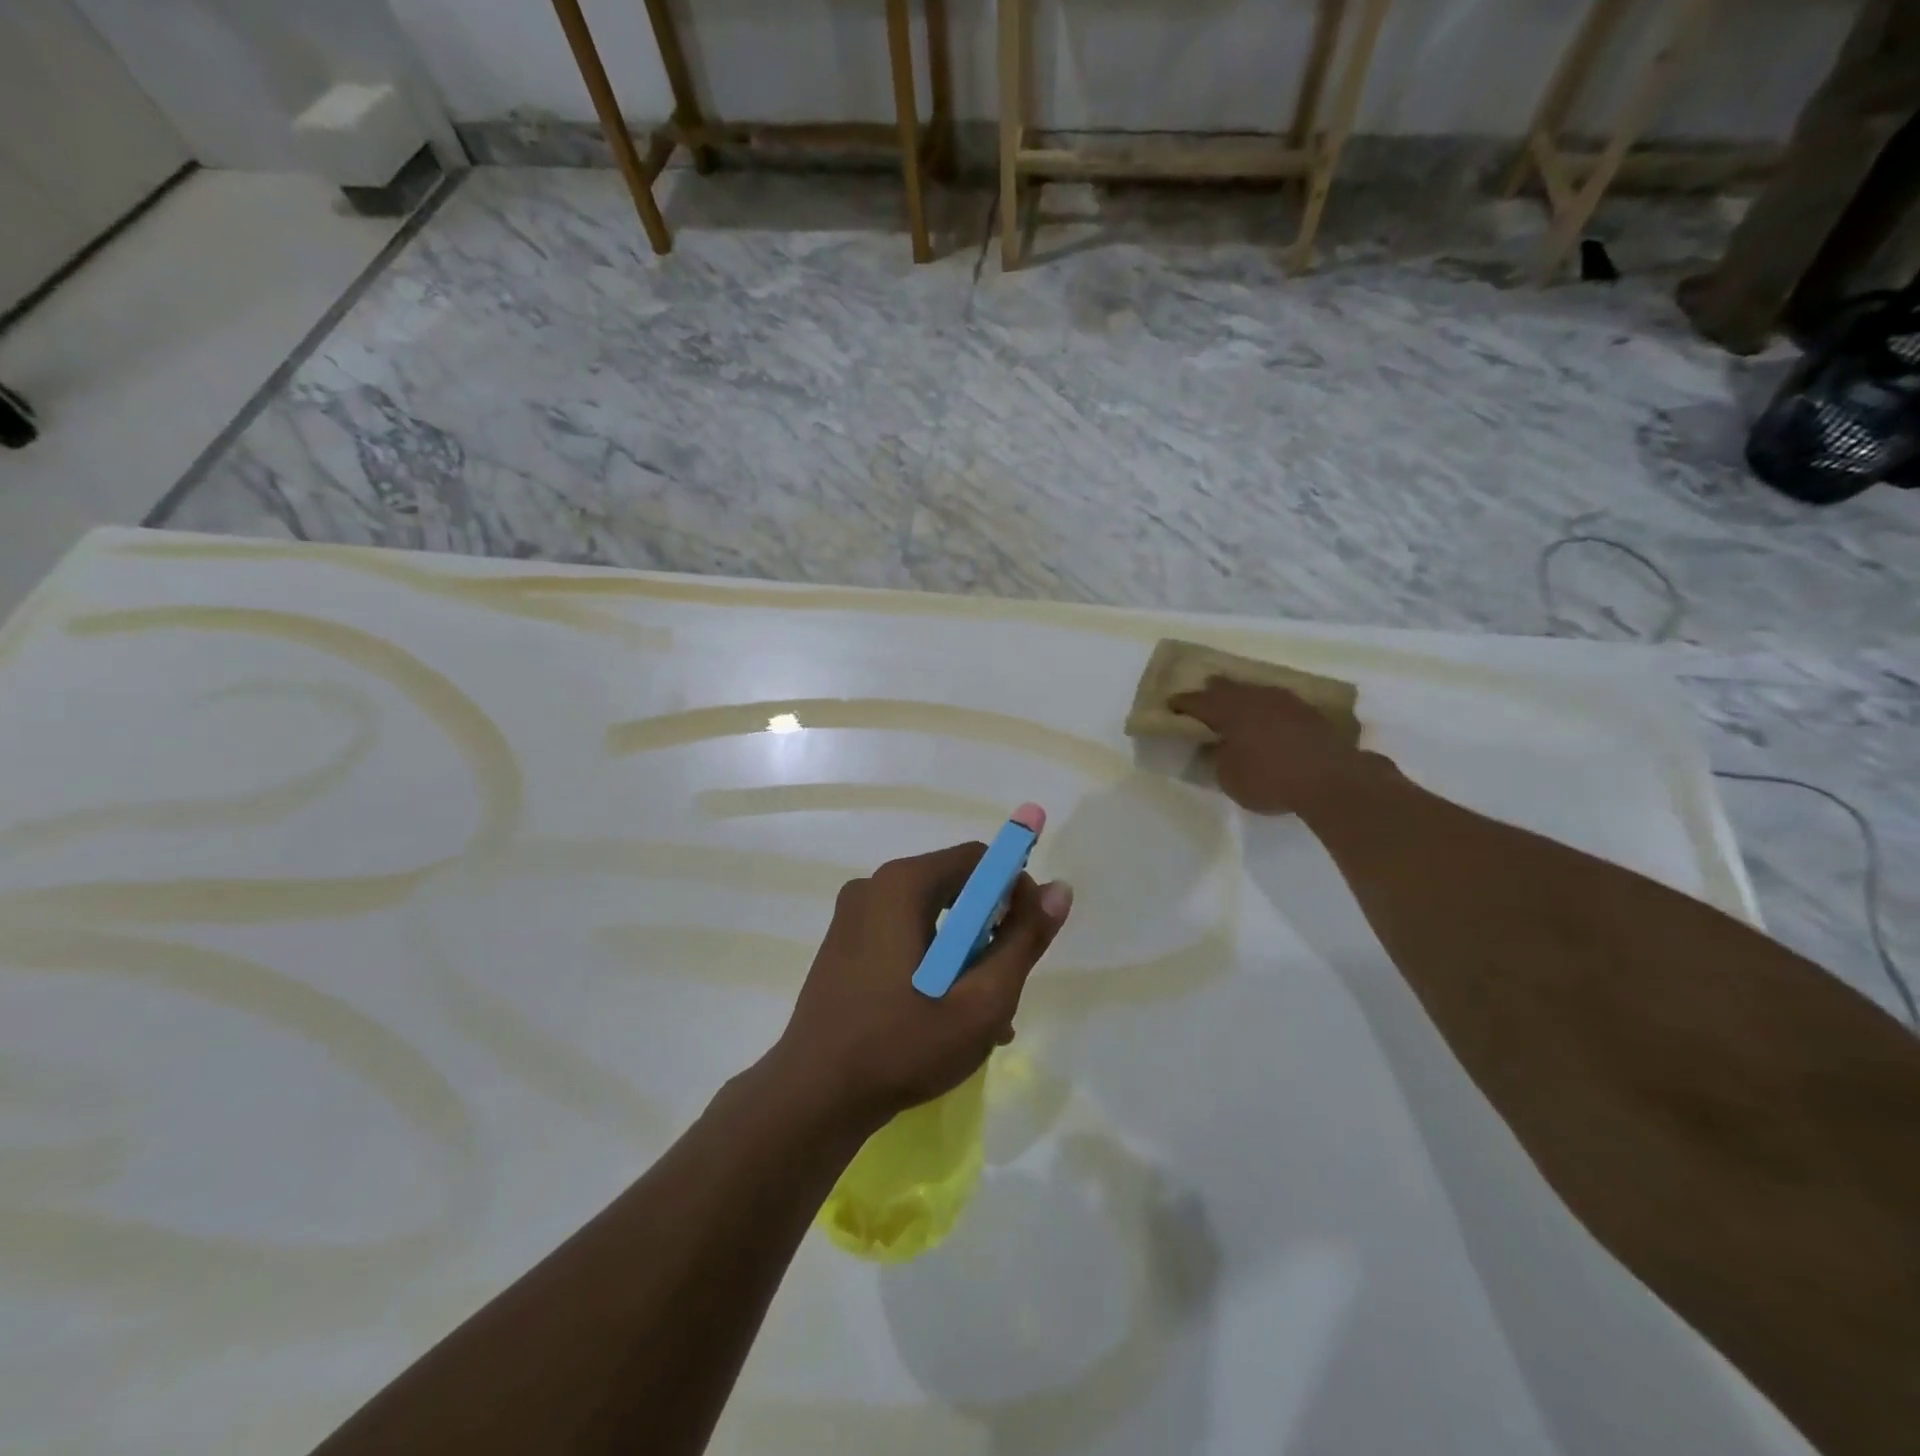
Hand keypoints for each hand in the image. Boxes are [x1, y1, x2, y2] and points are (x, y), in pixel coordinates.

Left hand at [770, 842, 1072, 1128]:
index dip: (1015, 890)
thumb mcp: (981, 1000)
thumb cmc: (902, 1046)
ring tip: (984, 1016)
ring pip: (931, 919)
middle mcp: (873, 888)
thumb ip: (1024, 940)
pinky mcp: (843, 947)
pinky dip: (933, 964)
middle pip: (954, 888)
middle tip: (1005, 985)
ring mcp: (852, 918)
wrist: (812, 1098)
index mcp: (902, 885)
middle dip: (991, 931)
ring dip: (966, 956)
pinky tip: (947, 1016)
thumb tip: (1060, 890)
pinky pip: (904, 938)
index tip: (1029, 938)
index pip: (978, 859)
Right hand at [1168, 678, 1392, 816]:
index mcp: (1228, 711)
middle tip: (1203, 691)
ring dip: (1244, 695)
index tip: (1171, 704)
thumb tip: (1223, 748)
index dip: (1182, 703)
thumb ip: (1221, 758)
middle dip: (1213, 690)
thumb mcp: (1229, 777)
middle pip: (1228, 688)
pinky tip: (1270, 716)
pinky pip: (1279, 703)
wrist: (1331, 779)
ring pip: (1256, 691)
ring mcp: (1286, 702)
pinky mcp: (1310, 713)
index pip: (1197, 702)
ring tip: (1237, 701)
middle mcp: (1255, 699)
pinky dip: (1268, 707)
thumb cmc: (1269, 779)